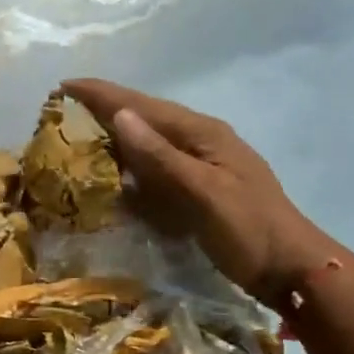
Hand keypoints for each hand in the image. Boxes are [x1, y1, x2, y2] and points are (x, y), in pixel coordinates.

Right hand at [63, 78, 345, 306]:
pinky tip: (114, 174)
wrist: (290, 268)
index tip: (63, 85)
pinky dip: (131, 167)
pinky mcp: (198, 188)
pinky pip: (155, 169)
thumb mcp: (202, 192)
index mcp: (201, 133)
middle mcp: (199, 141)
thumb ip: (160, 156)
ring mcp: (200, 165)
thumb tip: (120, 115)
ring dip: (115, 137)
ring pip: (148, 143)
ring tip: (78, 136)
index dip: (102, 94)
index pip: (141, 105)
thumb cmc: (247, 230)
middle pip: (144, 118)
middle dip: (104, 111)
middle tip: (63, 112)